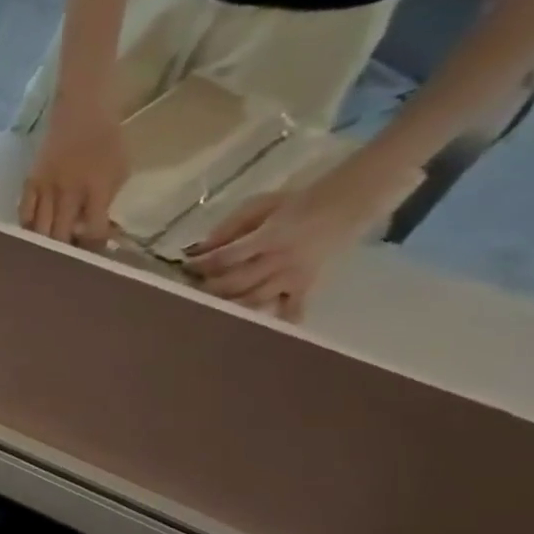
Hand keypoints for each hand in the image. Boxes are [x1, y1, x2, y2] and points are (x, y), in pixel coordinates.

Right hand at [20, 110, 128, 248]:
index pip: (93, 229)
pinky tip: (32, 236)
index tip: (96, 257)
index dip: (94, 247)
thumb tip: (96, 228)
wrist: (82, 110)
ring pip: (39, 228)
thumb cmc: (108, 139)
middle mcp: (69, 190)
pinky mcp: (30, 182)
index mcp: (97, 187)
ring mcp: (46, 187)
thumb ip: (108, 201)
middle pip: (61, 234)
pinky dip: (28, 228)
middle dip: (66, 251)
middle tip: (70, 260)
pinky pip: (24, 213)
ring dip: (45, 244)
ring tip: (50, 253)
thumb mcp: (121, 169)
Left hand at [184, 164, 405, 320]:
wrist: (347, 203)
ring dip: (230, 305)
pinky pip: (293, 308)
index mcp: (268, 238)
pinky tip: (257, 330)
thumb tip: (197, 251)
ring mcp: (294, 276)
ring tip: (210, 305)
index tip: (185, 267)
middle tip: (192, 289)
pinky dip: (277, 321)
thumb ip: (227, 229)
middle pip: (237, 283)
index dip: (201, 265)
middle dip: (210, 288)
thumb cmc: (295, 204)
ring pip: (256, 299)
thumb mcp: (258, 206)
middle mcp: (280, 261)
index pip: (226, 258)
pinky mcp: (307, 285)